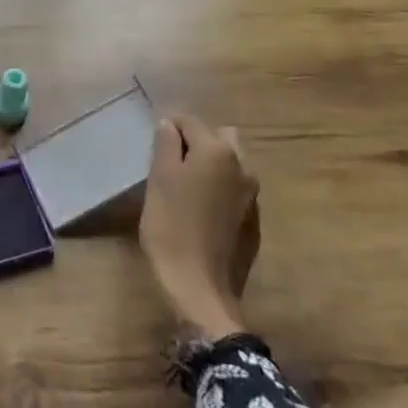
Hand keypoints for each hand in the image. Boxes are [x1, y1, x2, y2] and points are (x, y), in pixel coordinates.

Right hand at [139, 115, 259, 338]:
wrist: (200, 287)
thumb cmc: (171, 226)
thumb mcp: (159, 179)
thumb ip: (165, 144)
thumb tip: (170, 125)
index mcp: (217, 150)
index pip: (189, 120)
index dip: (169, 128)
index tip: (154, 147)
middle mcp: (242, 166)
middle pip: (218, 136)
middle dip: (196, 142)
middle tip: (172, 164)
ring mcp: (252, 195)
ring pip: (230, 162)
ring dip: (210, 165)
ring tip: (186, 188)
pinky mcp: (254, 220)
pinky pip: (235, 189)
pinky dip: (220, 189)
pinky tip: (201, 212)